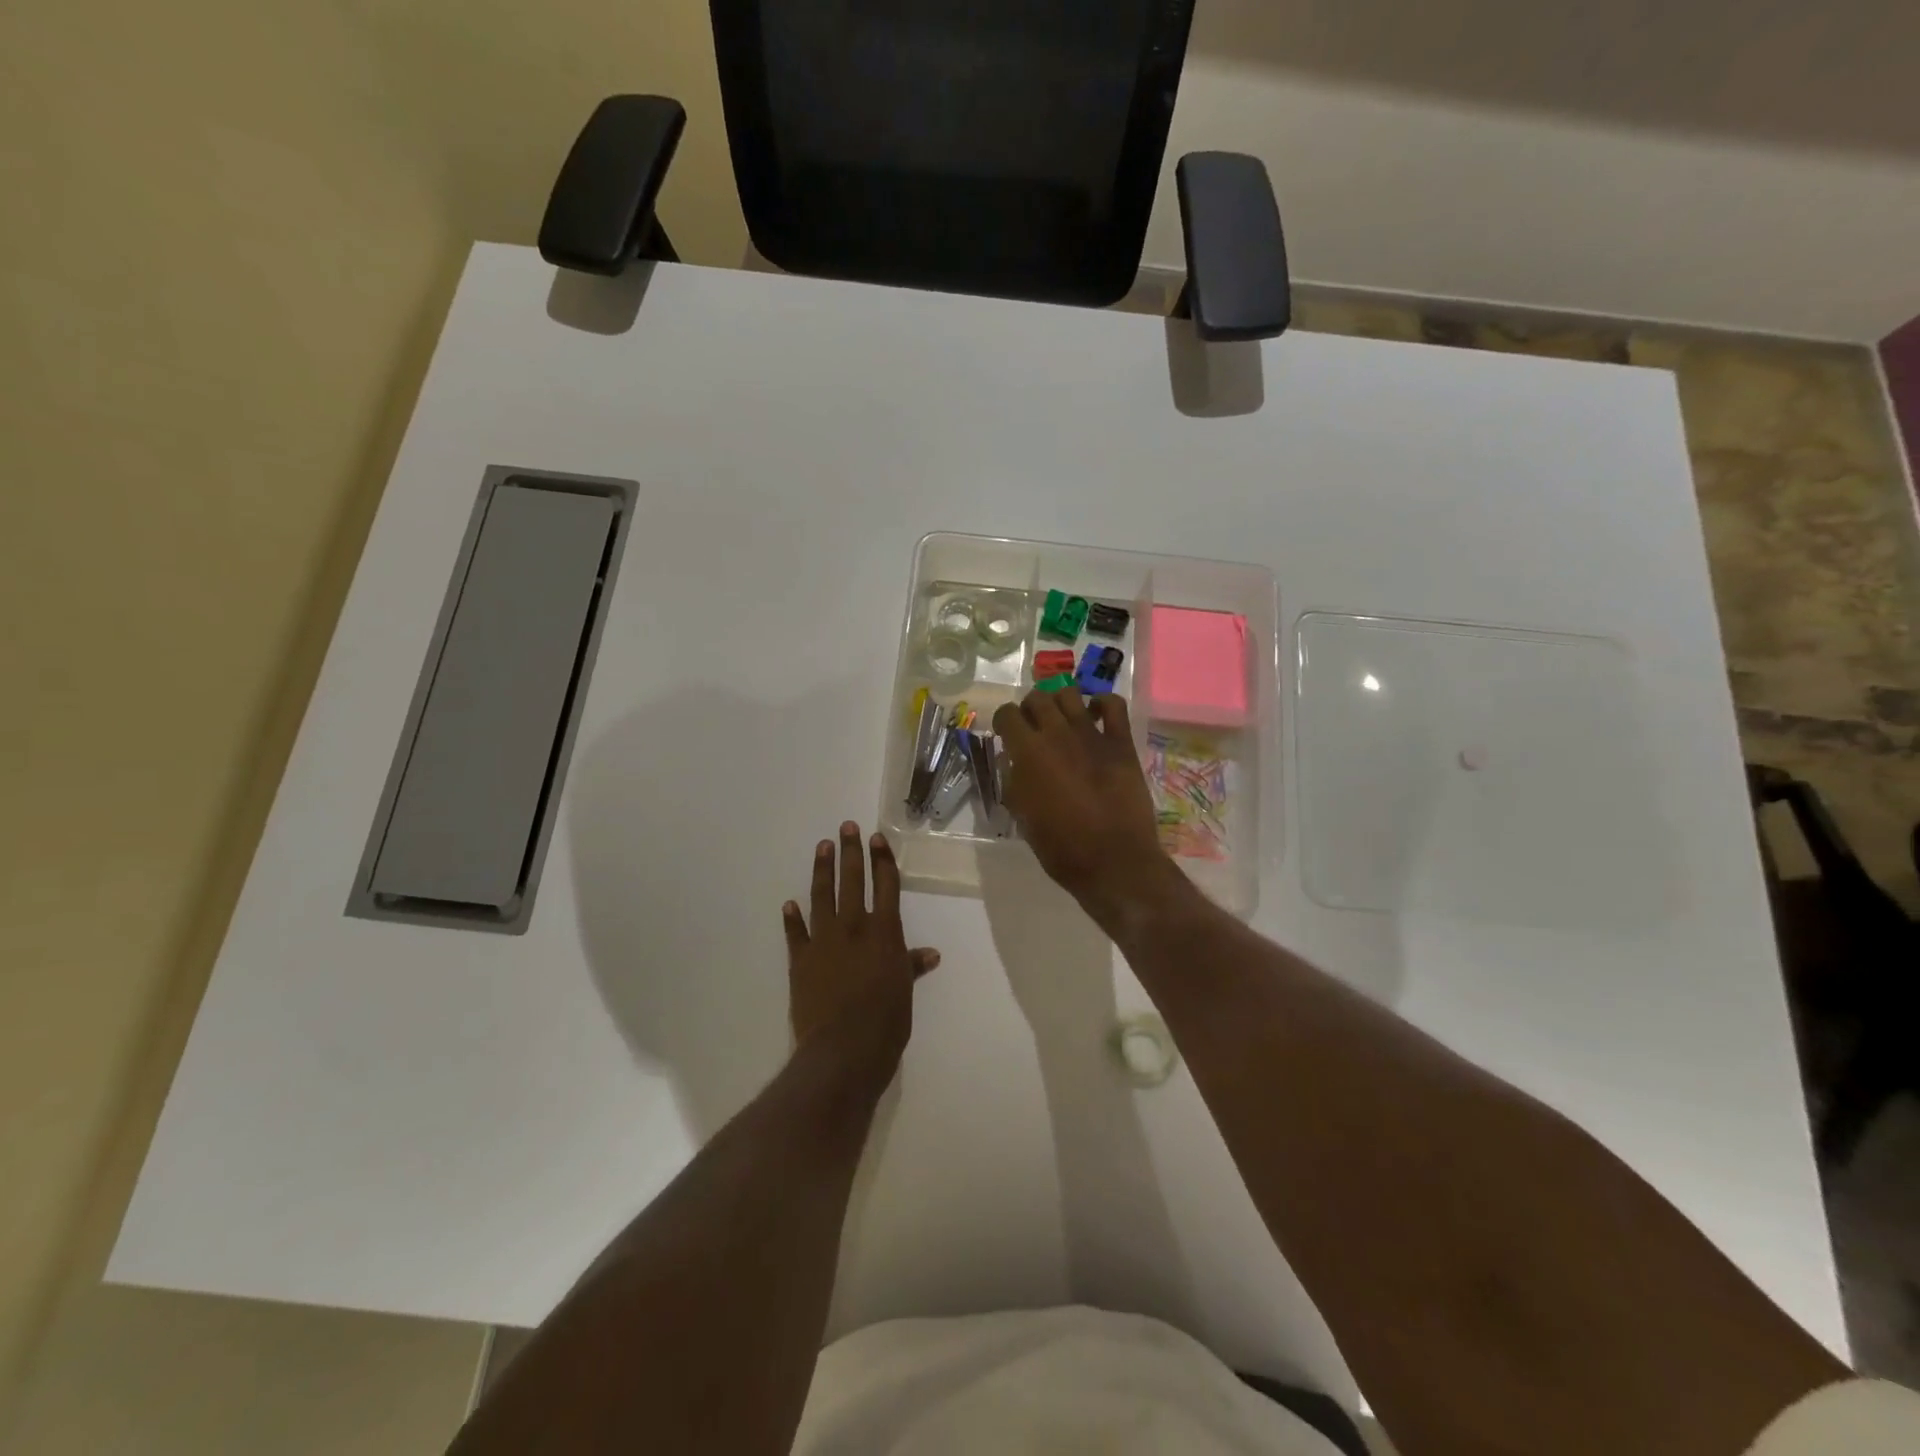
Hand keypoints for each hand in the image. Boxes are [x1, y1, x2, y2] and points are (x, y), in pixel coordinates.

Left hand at [783, 823, 939, 1089]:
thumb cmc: (886, 1020)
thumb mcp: (905, 990)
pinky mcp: (801, 960)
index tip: (876, 838)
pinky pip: (796, 933)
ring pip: (822, 896)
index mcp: (884, 931)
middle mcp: (854, 927)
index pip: (886, 886)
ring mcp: (824, 941)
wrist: (844, 1049)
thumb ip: (912, 966)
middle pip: (853, 881)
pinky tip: (789, 903)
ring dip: (822, 870)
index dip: (882, 860)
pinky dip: (793, 918)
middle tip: (847, 827)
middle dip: (851, 852)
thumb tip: (930, 954)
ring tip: (822, 846)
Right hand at [991, 688, 1174, 922]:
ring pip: (1069, 694)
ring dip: (1060, 703)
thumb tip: (1013, 762)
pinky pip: (1113, 705)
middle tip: (1033, 728)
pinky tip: (1095, 715)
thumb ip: (1014, 782)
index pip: (1006, 715)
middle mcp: (1057, 734)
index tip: (1006, 734)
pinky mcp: (1121, 742)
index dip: (1003, 722)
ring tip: (1062, 720)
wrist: (1114, 861)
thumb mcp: (1023, 817)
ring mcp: (1092, 734)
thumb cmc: (1061, 847)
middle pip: (1037, 698)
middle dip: (1030, 709)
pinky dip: (1102, 704)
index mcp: (1028, 753)